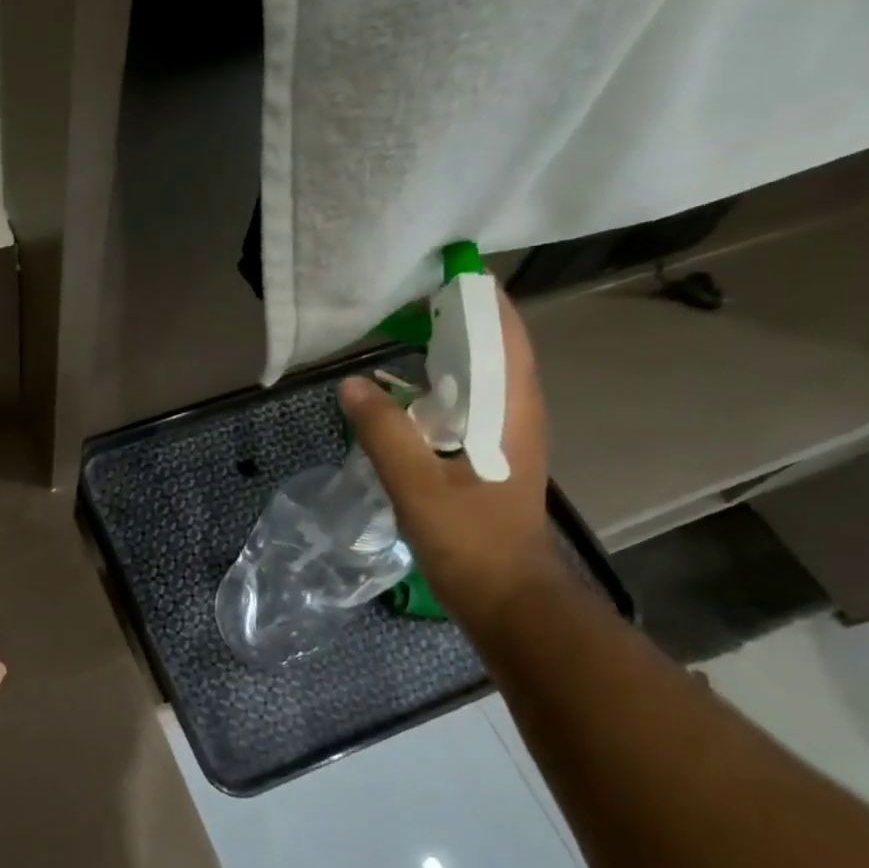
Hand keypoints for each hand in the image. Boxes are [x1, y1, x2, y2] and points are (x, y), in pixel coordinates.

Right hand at [338, 288, 563, 626]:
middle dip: (455, 314)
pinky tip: (403, 391)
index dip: (476, 294)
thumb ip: (383, 431)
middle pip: (493, 343)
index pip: (502, 330)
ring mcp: (505, 433)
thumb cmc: (471, 541)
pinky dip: (439, 382)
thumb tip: (352, 383)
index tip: (435, 269)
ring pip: (480, 372)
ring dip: (447, 347)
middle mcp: (516, 410)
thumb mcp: (416, 486)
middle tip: (401, 297)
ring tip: (399, 331)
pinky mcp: (490, 453)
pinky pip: (467, 400)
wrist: (508, 598)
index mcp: (510, 408)